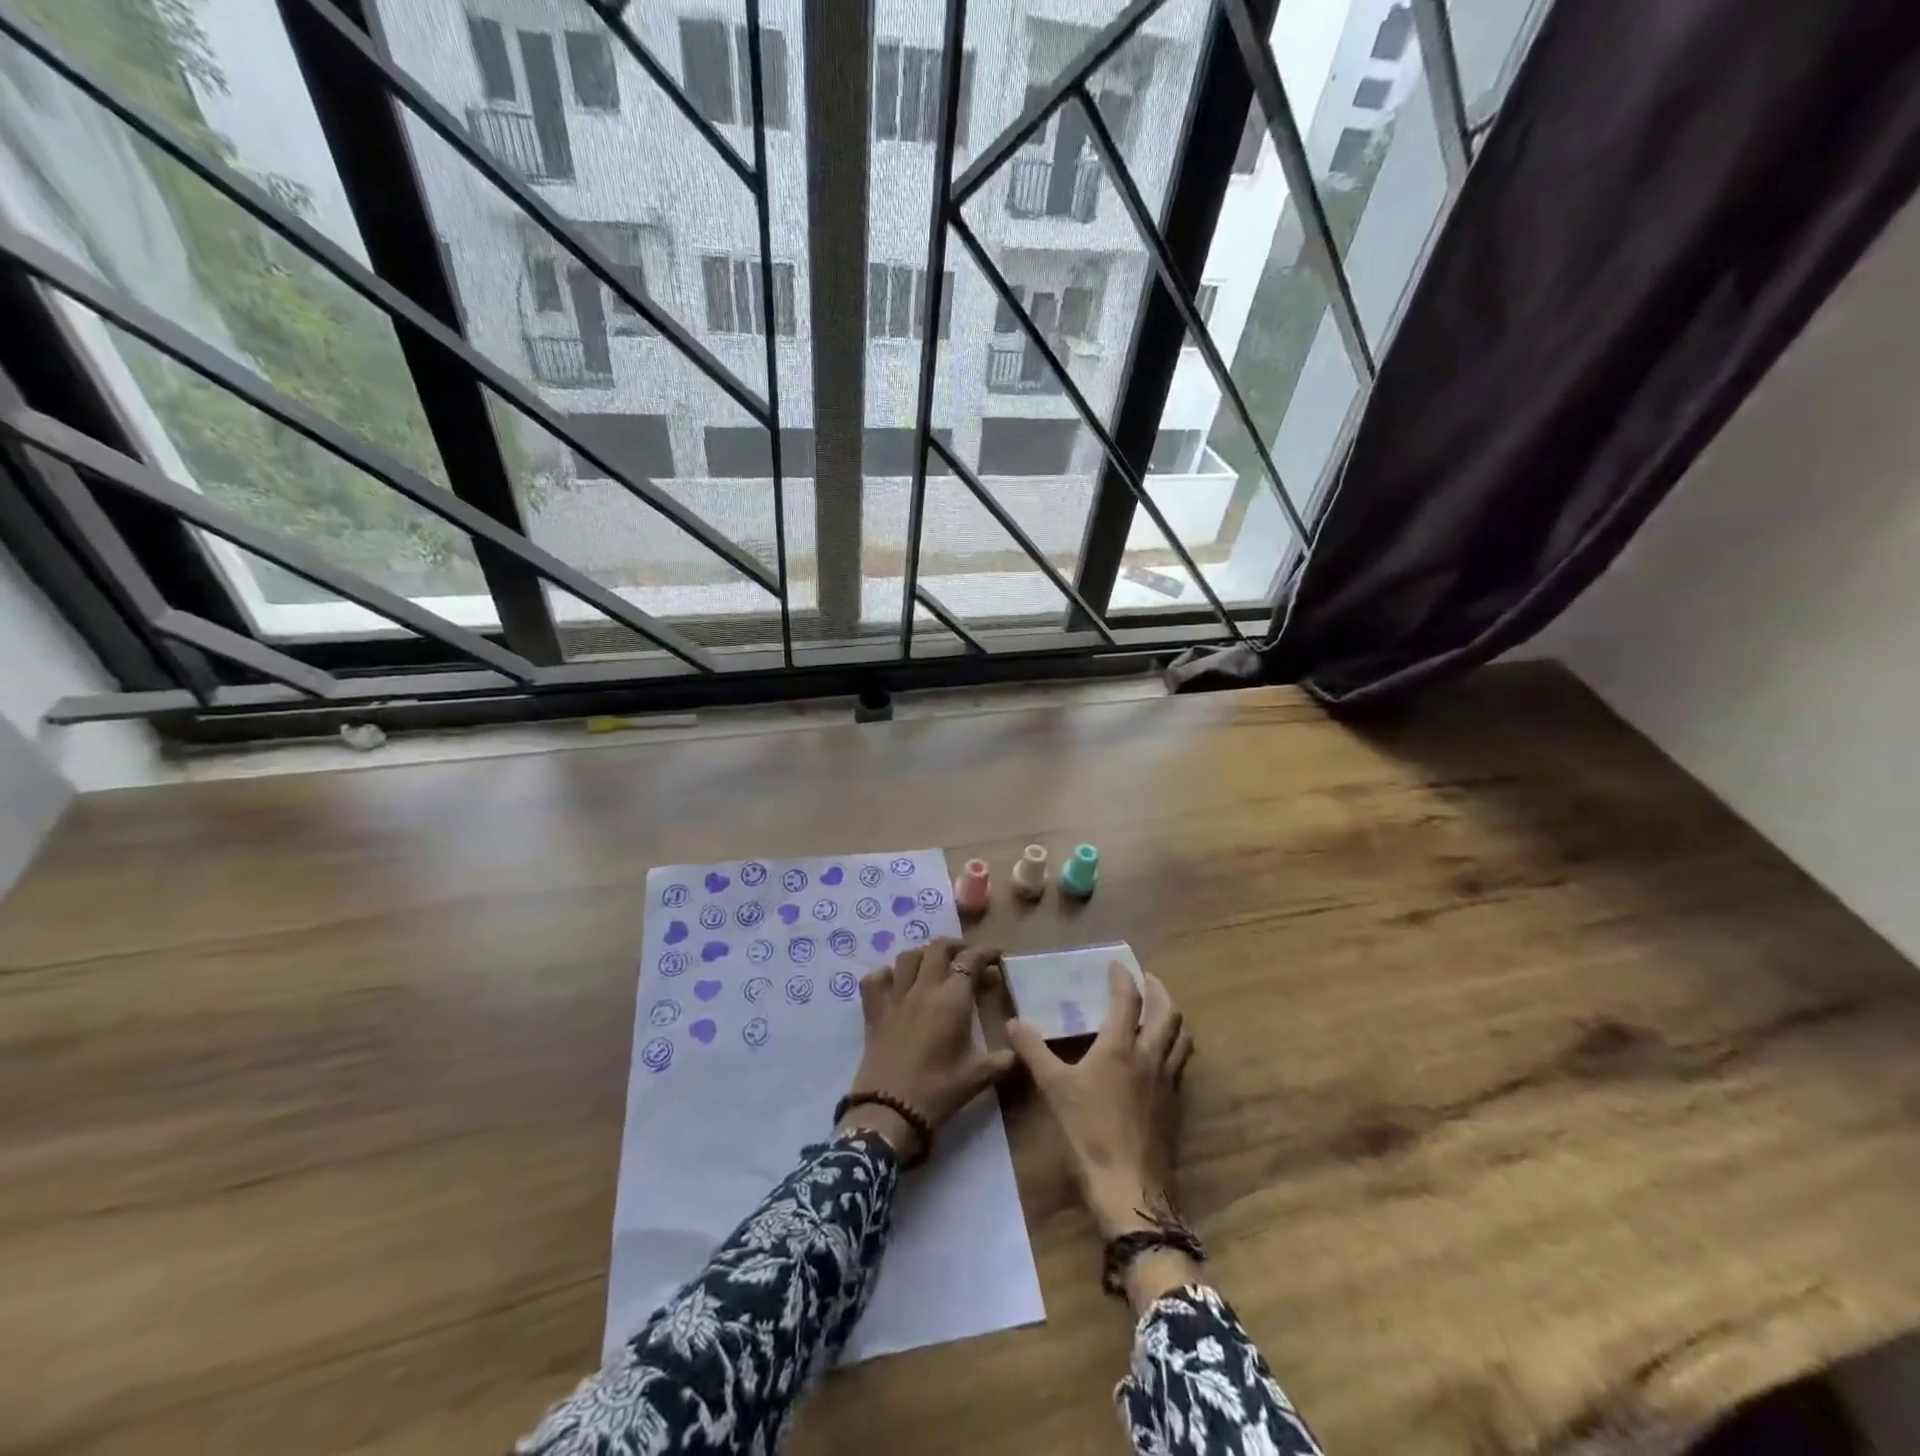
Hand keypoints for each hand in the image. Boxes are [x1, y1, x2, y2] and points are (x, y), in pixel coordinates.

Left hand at [840, 939, 1017, 1162]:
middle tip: (968, 956)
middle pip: (938, 948)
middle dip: (956, 945)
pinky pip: (874, 981)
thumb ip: (1003, 1059)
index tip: (997, 955)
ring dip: (924, 954)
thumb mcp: (979, 1077)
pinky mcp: (873, 1013)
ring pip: (907, 957)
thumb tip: (1021, 1049)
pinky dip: (884, 975)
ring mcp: (895, 998)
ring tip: (935, 965)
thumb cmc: (939, 1091)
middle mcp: (923, 989)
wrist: (890, 1111)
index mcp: (952, 999)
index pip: (970, 960)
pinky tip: (894, 982)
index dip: (985, 952)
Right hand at [1006, 964, 1193, 1238]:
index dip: (1124, 978)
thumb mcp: (1054, 1088)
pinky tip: (1161, 1055)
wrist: (1129, 1187)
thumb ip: (1034, 1051)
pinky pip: (1180, 1062)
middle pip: (1168, 1012)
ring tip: (1160, 1010)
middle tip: (1147, 979)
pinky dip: (1174, 1045)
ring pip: (1181, 1037)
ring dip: (1172, 1016)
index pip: (1128, 1000)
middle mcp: (1150, 1056)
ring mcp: (1167, 1080)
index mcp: (1121, 1047)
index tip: (1116, 965)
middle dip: (1159, 990)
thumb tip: (1013, 1023)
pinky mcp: (1174, 1103)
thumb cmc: (1089, 1132)